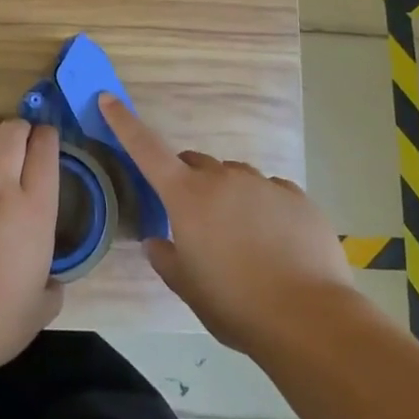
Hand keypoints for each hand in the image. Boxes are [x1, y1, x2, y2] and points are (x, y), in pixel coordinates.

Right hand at [101, 95, 358, 352]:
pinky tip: (277, 244)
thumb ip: (165, 257)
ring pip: (235, 178)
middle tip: (197, 221)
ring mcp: (263, 184)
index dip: (124, 122)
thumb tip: (157, 241)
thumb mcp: (187, 287)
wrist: (310, 319)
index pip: (146, 149)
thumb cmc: (235, 304)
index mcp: (186, 196)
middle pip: (195, 163)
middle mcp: (222, 178)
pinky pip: (271, 193)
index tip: (108, 98)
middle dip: (189, 182)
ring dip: (229, 196)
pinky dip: (265, 209)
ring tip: (244, 241)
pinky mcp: (297, 198)